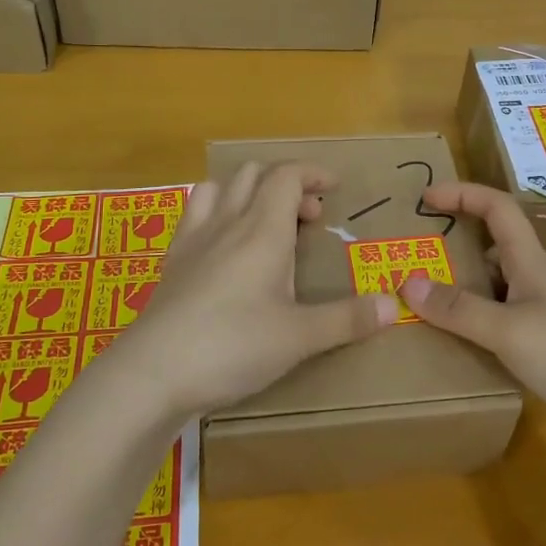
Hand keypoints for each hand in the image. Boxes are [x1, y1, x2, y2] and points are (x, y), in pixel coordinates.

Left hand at [110, 162, 398, 417]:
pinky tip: (223, 247)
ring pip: (219, 187)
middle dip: (286, 184)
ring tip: (266, 223)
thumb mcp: (299, 337)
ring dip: (247, 192)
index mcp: (263, 231)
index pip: (287, 176)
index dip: (313, 173)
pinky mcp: (171, 262)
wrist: (152, 373)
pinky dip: (216, 212)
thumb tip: (393, 306)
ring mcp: (194, 239)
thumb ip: (347, 319)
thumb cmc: (233, 346)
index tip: (335, 189)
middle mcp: (227, 223)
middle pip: (254, 174)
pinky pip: (194, 214)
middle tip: (308, 218)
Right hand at [400, 182, 545, 446]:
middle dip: (452, 248)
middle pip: (490, 251)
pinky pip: (496, 329)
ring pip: (490, 293)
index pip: (498, 209)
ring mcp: (540, 319)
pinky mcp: (541, 353)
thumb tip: (406, 282)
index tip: (426, 197)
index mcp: (531, 263)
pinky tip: (450, 347)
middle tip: (409, 260)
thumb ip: (459, 309)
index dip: (464, 194)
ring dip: (458, 293)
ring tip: (416, 305)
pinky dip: (471, 330)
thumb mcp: (510, 329)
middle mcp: (534, 284)